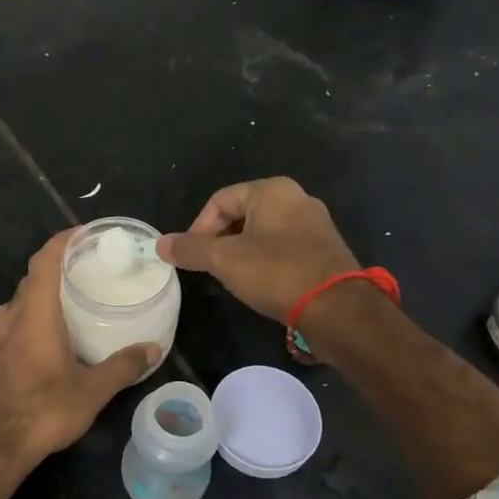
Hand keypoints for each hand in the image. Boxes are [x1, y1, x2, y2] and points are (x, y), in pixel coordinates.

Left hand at [0, 230, 158, 463]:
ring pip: (4, 314)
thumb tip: (153, 349)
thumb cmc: (47, 409)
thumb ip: (123, 366)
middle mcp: (10, 324)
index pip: (44, 263)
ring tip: (44, 314)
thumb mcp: (95, 389)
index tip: (80, 234)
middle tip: (75, 280)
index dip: (60, 242)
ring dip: (22, 307)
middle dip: (48, 275)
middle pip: (25, 286)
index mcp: (37, 316)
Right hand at [158, 178, 359, 322]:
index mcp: (272, 190)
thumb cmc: (277, 273)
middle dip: (220, 240)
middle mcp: (297, 198)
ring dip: (241, 252)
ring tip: (232, 277)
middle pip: (242, 214)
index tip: (190, 257)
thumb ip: (190, 249)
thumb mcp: (225, 260)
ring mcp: (315, 224)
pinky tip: (261, 284)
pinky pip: (284, 247)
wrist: (338, 308)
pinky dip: (265, 261)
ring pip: (263, 232)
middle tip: (209, 268)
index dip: (198, 228)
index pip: (220, 200)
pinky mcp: (325, 249)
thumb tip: (160, 244)